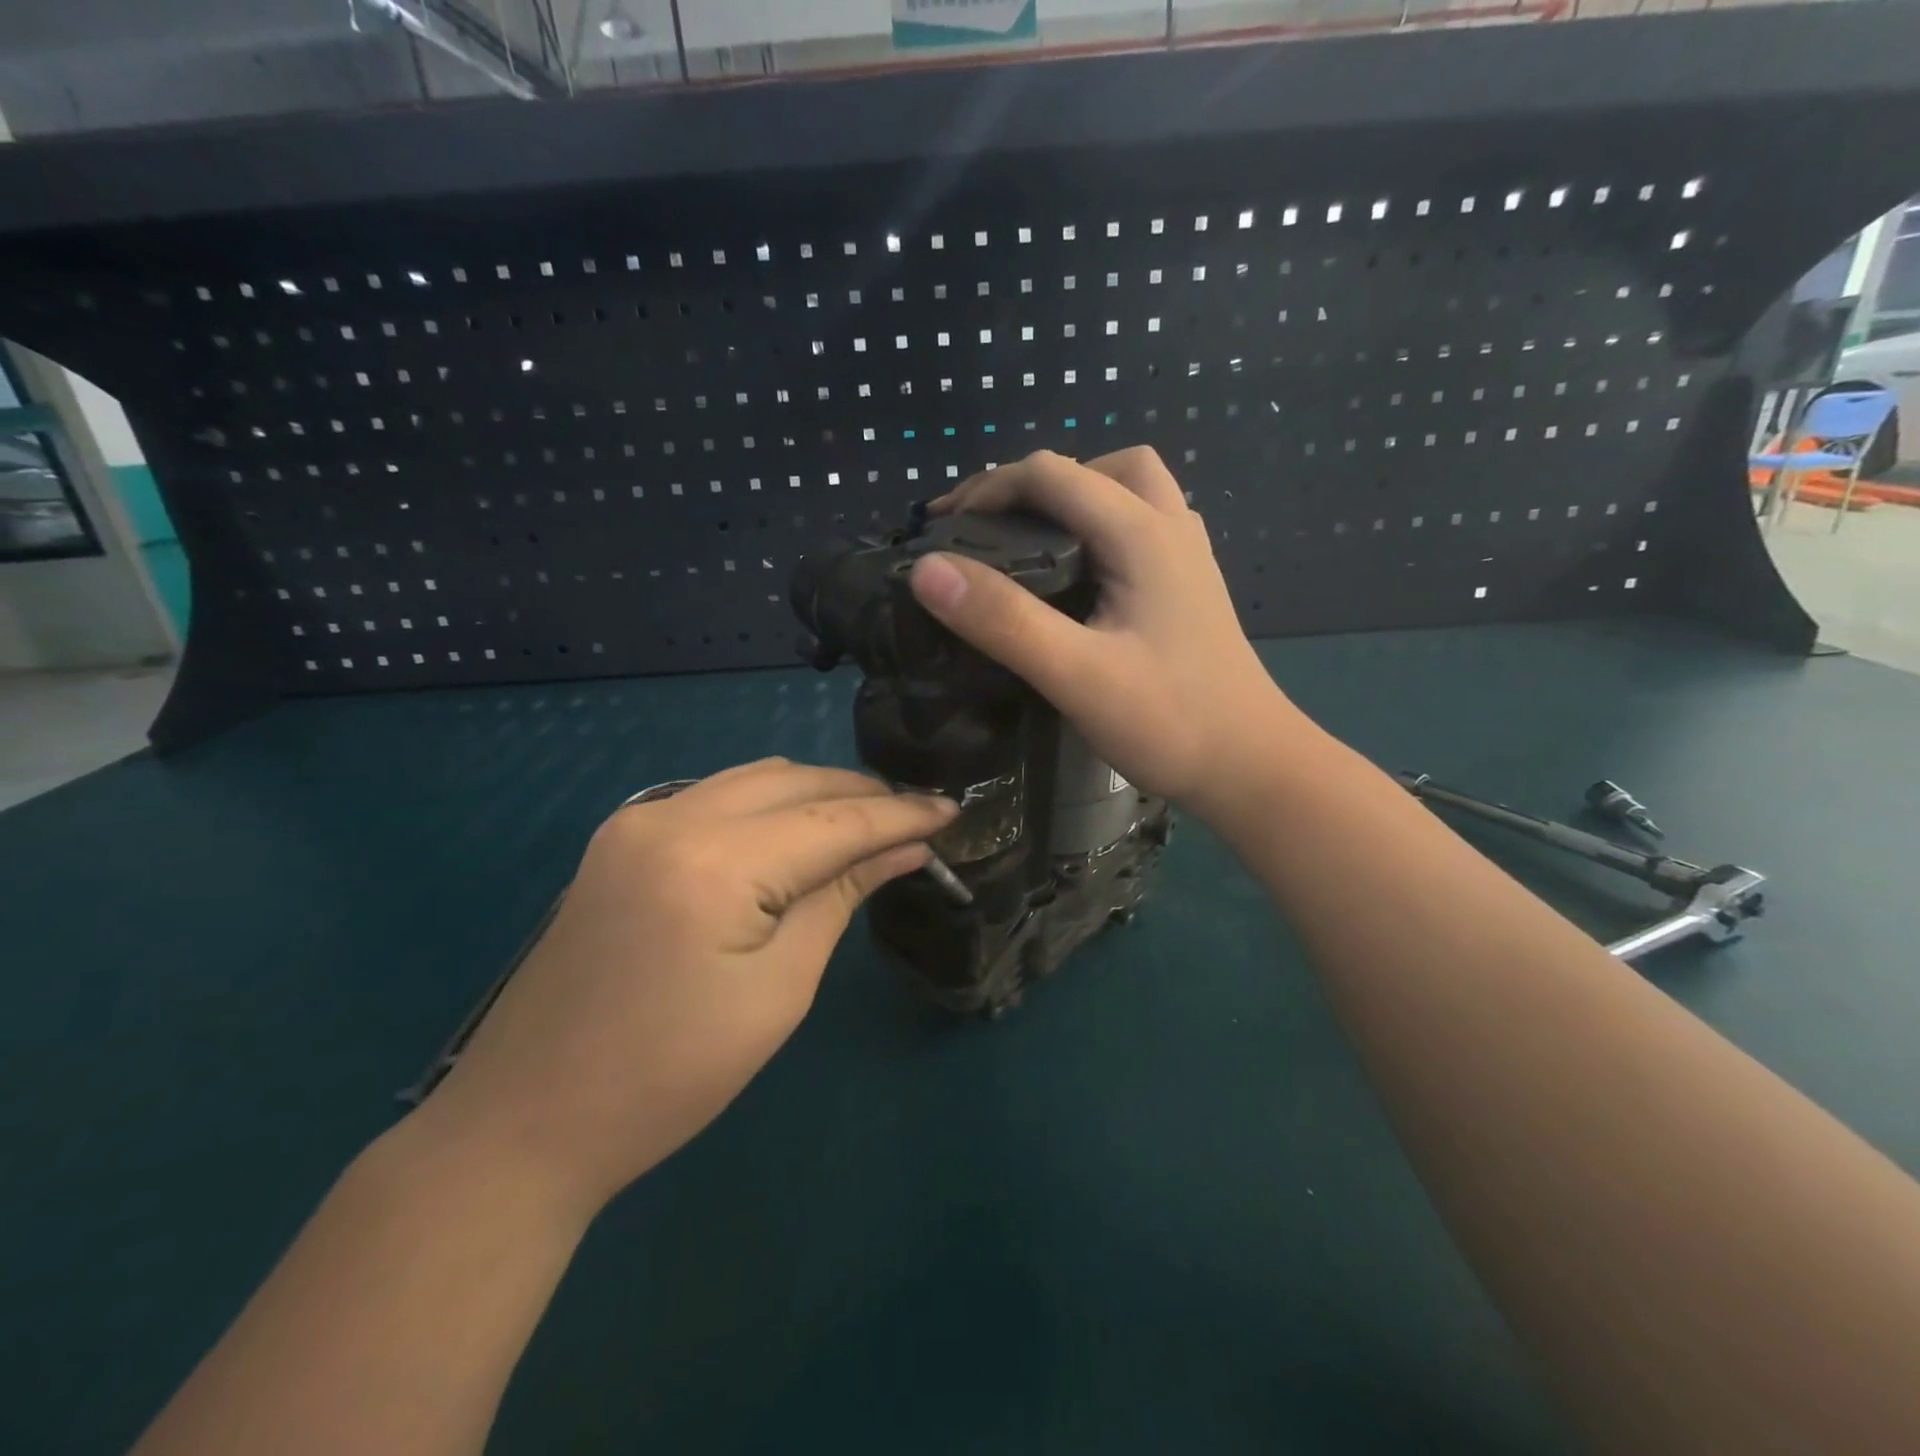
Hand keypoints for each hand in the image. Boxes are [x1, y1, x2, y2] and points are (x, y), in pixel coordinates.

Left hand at [422, 760, 956, 1214]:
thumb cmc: (668, 1077)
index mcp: (713, 861)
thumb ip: (839, 899)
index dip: (899, 815)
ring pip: (754, 779)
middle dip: (862, 795)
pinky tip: (797, 832)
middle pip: (793, 781)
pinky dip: (769, 805)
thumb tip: (903, 850)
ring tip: (868, 824)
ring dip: (816, 794)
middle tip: (917, 820)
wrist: (525, 1121)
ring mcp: (637, 819)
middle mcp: (671, 815)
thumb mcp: (777, 991)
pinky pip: (716, 796)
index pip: (832, 819)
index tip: (952, 811)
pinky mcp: (621, 837)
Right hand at [907, 447, 1305, 815]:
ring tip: (1030, 542)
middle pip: (1098, 467)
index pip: (1053, 474)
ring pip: (1128, 491)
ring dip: (1074, 499)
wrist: (1253, 768)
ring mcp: (1186, 558)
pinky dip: (1099, 527)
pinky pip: (1139, 527)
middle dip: (1034, 484)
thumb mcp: (1076, 674)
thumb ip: (1004, 620)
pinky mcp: (1188, 588)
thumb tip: (927, 568)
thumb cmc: (1169, 722)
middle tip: (989, 527)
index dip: (989, 488)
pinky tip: (1076, 576)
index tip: (942, 527)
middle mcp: (1170, 528)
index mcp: (1143, 534)